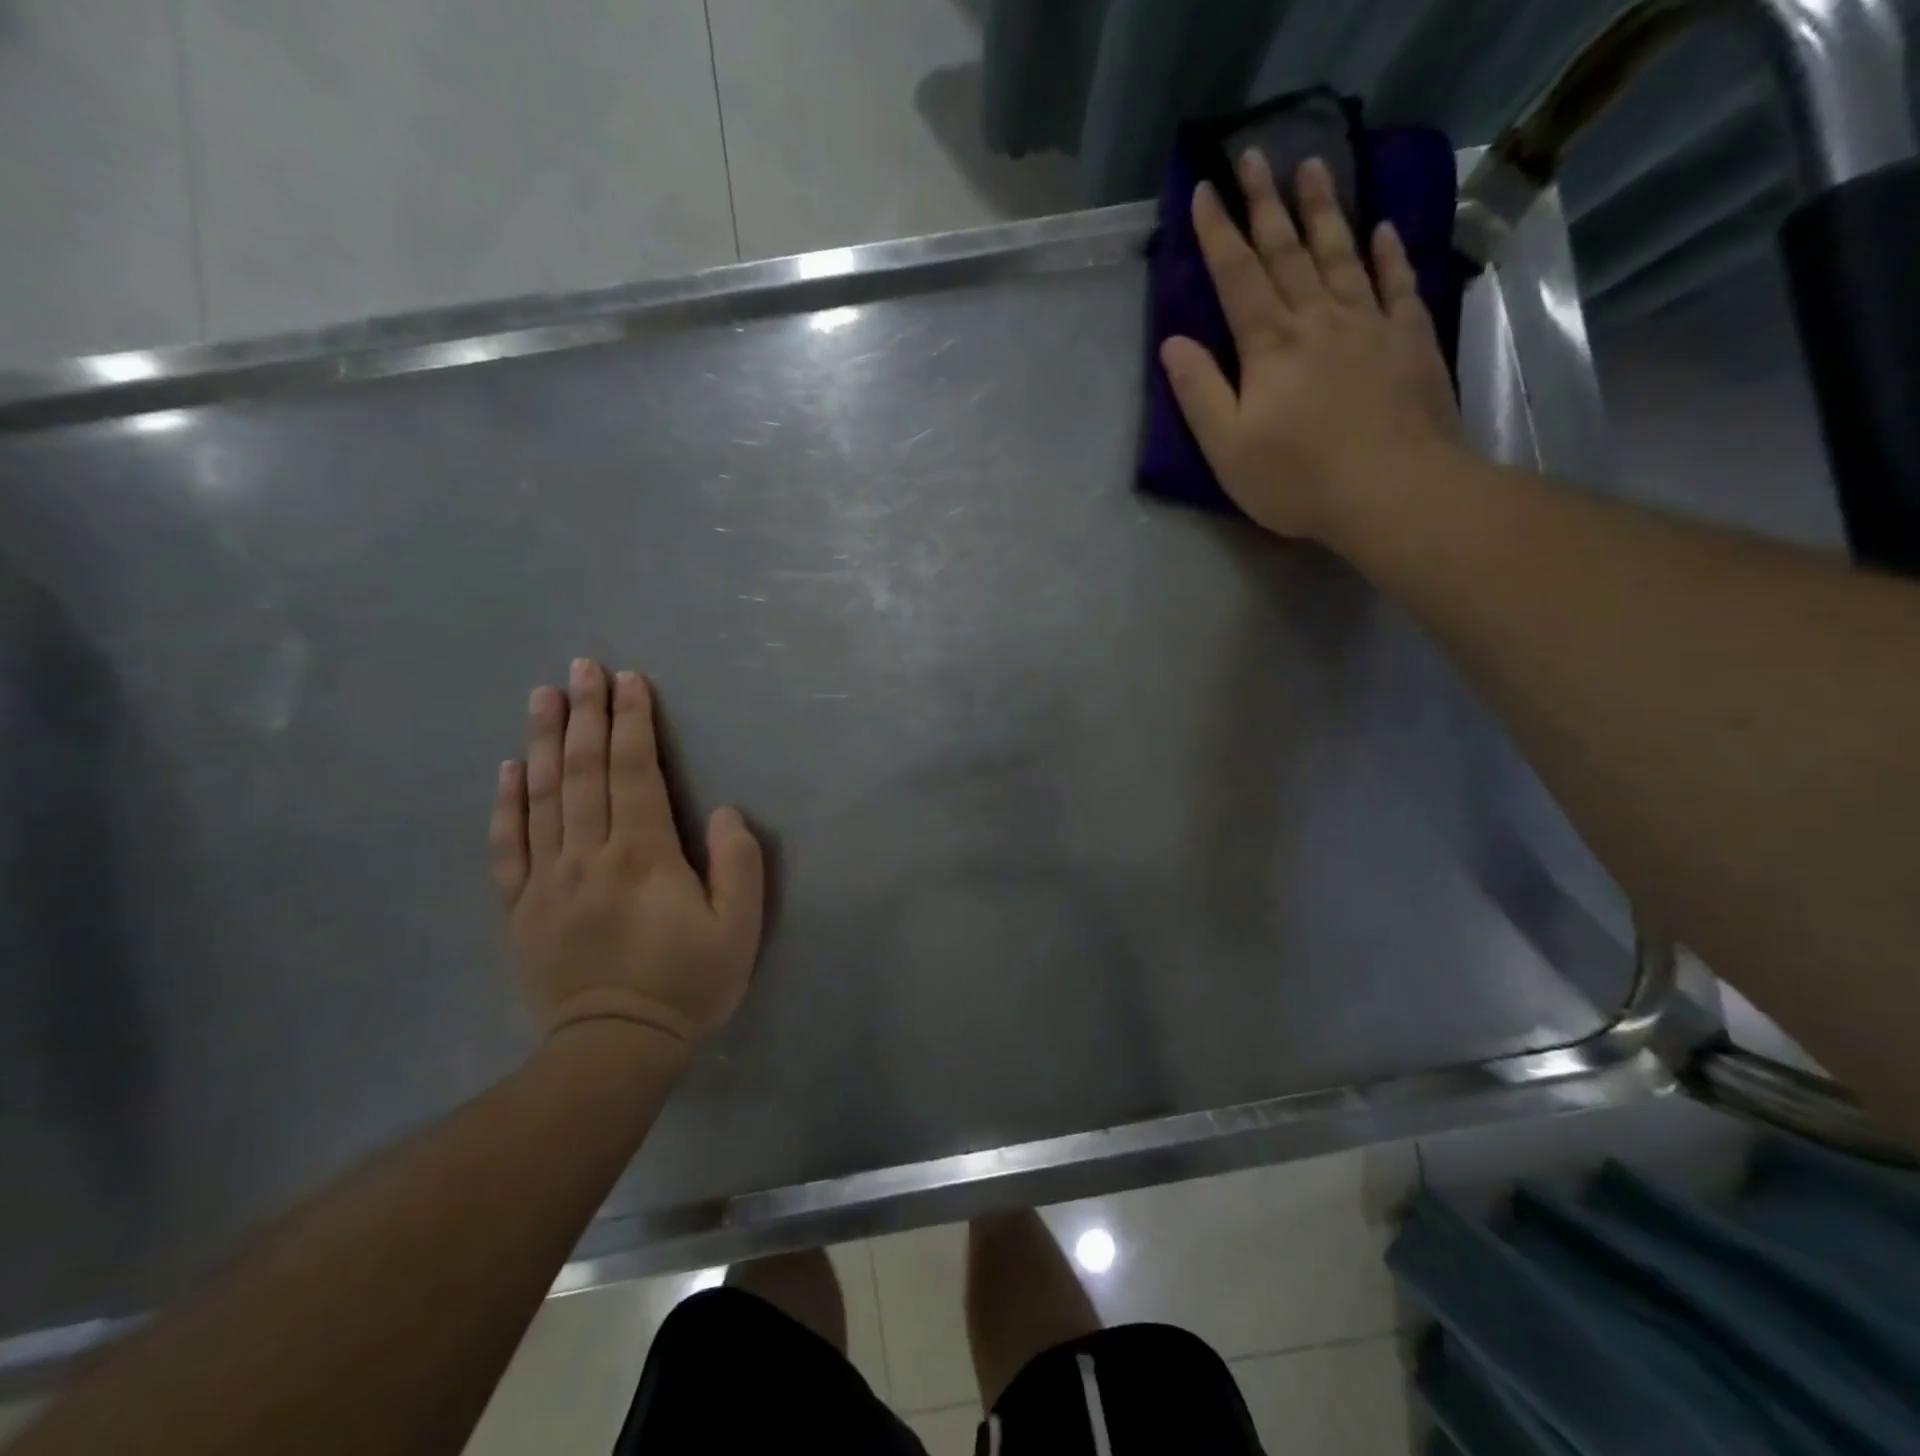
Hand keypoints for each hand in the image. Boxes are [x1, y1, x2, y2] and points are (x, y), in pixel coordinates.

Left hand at [490, 660, 763, 1056]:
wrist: (613, 1051)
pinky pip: (508, 845)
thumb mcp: (738, 929)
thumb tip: (721, 812)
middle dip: (587, 714)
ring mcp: (547, 880)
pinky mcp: (520, 908)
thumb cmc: (686, 985)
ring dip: (544, 741)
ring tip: (543, 696)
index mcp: (644, 855)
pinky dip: (506, 802)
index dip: (633, 722)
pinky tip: (508, 768)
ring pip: (542, 797)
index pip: (635, 772)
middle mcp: (589, 855)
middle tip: (582, 667)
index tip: (628, 680)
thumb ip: (737, 865)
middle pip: (584, 771)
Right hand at [1160, 150, 1460, 544]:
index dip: (1218, 233)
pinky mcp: (1408, 340)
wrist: (1393, 489)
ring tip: (1315, 166)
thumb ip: (1199, 392)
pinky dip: (1387, 254)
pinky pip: (1396, 283)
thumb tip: (1173, 342)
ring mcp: (1368, 324)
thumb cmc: (1297, 478)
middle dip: (1266, 203)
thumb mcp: (1227, 448)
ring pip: (1341, 254)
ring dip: (1324, 210)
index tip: (1205, 190)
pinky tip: (1381, 230)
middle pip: (1288, 251)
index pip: (1236, 276)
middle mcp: (1317, 319)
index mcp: (1269, 345)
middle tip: (1255, 156)